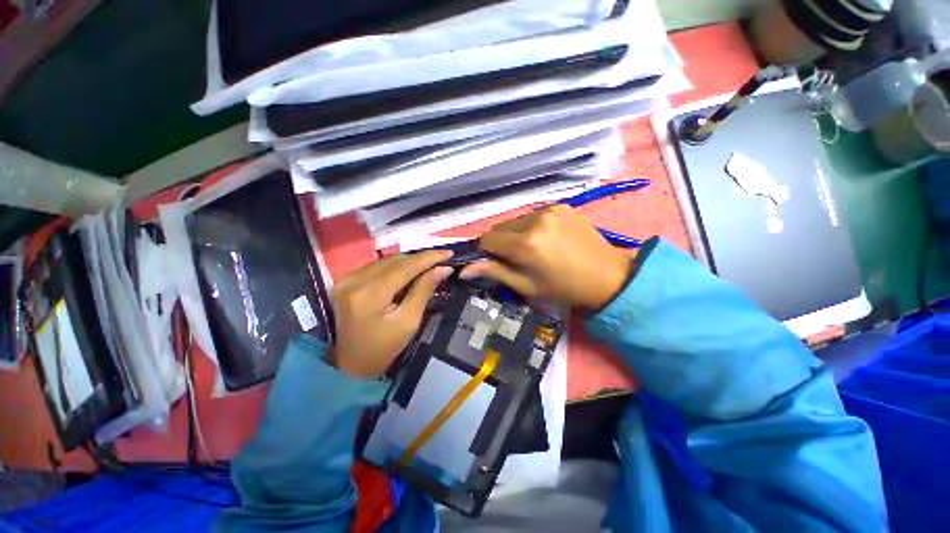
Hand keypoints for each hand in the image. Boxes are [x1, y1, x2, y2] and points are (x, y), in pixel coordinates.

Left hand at [330, 251, 453, 378]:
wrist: (352, 364)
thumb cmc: (385, 347)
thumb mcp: (410, 321)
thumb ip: (424, 290)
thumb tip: (442, 268)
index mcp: (370, 294)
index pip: (405, 267)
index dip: (429, 258)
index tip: (449, 253)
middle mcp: (354, 280)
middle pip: (395, 260)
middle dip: (420, 259)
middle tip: (441, 262)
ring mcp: (346, 279)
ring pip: (386, 261)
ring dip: (408, 262)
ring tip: (427, 268)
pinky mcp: (345, 280)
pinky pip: (377, 266)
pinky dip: (395, 267)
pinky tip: (408, 274)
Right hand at [460, 205, 633, 310]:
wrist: (607, 277)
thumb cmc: (564, 288)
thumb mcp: (527, 286)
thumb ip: (495, 272)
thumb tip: (464, 269)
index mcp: (526, 243)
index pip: (487, 239)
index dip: (486, 252)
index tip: (495, 263)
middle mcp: (535, 219)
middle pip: (500, 228)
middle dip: (500, 243)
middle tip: (515, 258)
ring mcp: (550, 209)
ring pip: (515, 220)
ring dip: (515, 234)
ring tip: (533, 249)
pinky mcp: (561, 206)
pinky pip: (533, 215)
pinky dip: (531, 227)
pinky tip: (546, 239)